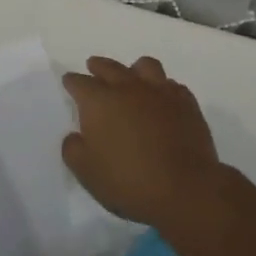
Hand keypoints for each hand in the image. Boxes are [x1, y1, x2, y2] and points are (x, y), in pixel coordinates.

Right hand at [61, 56, 222, 228]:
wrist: (185, 189)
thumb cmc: (129, 181)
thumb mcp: (86, 172)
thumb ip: (73, 149)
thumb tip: (75, 136)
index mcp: (99, 101)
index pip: (79, 82)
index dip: (72, 82)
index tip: (69, 82)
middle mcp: (128, 88)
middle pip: (109, 67)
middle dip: (98, 66)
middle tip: (94, 68)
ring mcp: (160, 92)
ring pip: (145, 66)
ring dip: (134, 70)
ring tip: (132, 79)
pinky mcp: (186, 103)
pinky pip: (171, 85)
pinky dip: (163, 89)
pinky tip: (162, 100)